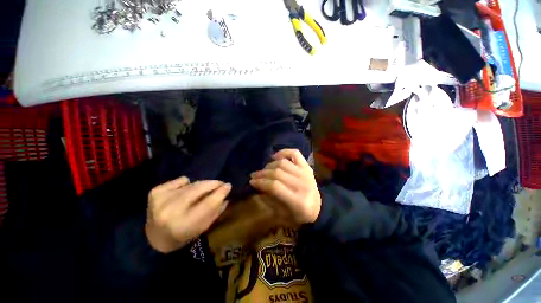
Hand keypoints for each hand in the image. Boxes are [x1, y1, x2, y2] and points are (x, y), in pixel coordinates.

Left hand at [145, 176, 230, 252]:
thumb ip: (216, 209)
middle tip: (220, 183)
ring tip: (200, 193)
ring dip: (201, 186)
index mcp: (184, 225)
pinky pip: (181, 180)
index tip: (228, 185)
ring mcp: (161, 199)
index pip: (208, 204)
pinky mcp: (155, 192)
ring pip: (192, 184)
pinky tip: (182, 193)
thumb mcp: (203, 227)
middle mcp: (170, 211)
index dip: (220, 192)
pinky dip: (186, 184)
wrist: (154, 239)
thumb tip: (226, 191)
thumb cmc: (183, 236)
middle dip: (213, 184)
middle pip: (199, 189)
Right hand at [250, 149, 320, 223]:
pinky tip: (275, 157)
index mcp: (298, 201)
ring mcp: (306, 173)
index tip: (251, 182)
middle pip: (277, 173)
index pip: (275, 186)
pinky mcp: (307, 167)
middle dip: (262, 174)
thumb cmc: (298, 214)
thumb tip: (257, 184)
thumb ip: (269, 199)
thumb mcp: (282, 215)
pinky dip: (283, 152)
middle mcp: (303, 185)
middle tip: (254, 176)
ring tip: (263, 170)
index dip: (261, 182)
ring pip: (283, 163)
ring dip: (269, 165)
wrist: (318, 207)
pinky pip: (295, 153)